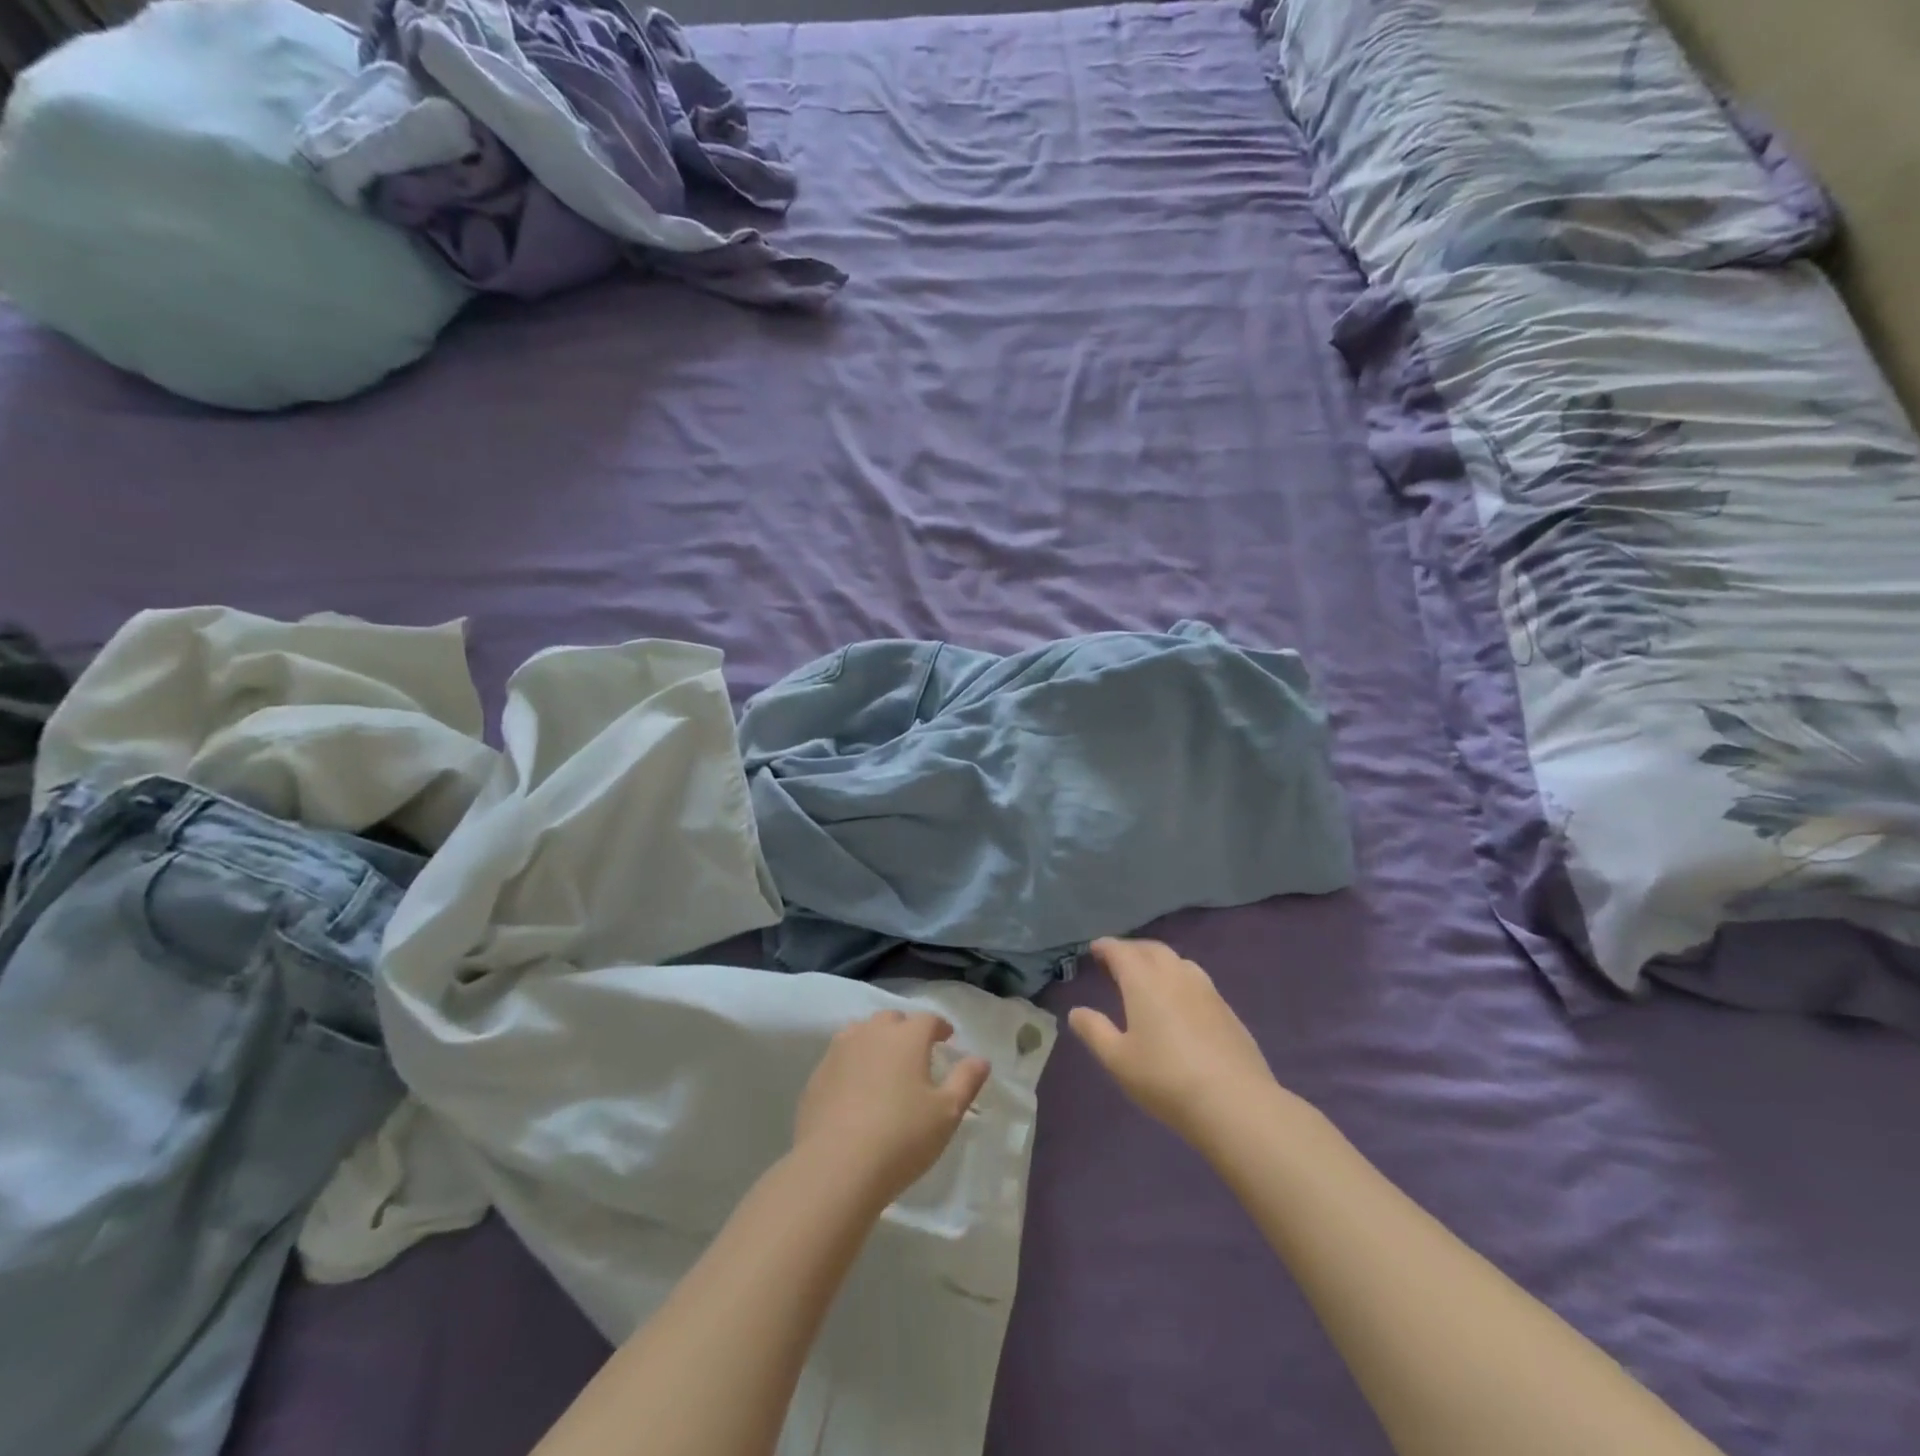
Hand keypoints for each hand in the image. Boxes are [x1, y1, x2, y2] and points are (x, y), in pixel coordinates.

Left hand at [794, 1010, 990, 1206]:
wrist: (836, 1167)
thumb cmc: (901, 1138)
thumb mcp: (947, 1113)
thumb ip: (966, 1081)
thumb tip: (980, 1059)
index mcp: (906, 1037)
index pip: (928, 1019)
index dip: (940, 1027)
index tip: (947, 1039)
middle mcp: (871, 1033)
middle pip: (891, 1019)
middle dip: (906, 1029)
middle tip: (916, 1052)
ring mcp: (839, 1051)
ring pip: (861, 1032)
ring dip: (876, 1041)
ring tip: (884, 1064)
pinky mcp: (817, 1075)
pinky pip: (839, 1057)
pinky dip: (852, 1063)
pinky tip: (855, 1088)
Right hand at [1069, 938, 1278, 1141]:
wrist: (1234, 1102)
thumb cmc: (1165, 1078)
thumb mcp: (1118, 1059)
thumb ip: (1094, 1031)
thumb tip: (1076, 1012)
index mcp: (1144, 980)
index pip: (1121, 951)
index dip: (1106, 947)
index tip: (1095, 949)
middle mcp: (1175, 974)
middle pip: (1151, 949)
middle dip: (1132, 949)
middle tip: (1117, 960)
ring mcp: (1206, 990)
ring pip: (1177, 961)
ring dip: (1158, 960)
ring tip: (1148, 976)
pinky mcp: (1226, 1009)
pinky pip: (1196, 979)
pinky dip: (1179, 978)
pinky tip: (1179, 1000)